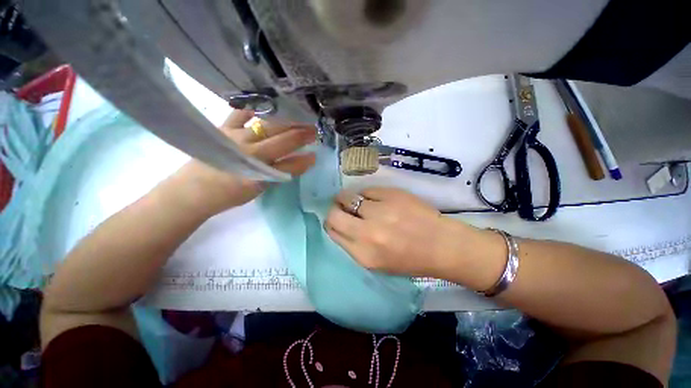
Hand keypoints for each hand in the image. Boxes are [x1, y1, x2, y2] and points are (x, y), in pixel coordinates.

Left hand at [172, 110, 315, 215]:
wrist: (192, 191)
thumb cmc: (228, 194)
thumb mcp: (260, 188)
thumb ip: (282, 173)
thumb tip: (303, 161)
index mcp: (259, 170)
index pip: (289, 163)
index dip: (304, 159)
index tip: (315, 154)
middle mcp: (250, 151)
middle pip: (282, 139)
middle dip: (301, 134)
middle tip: (313, 129)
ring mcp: (236, 137)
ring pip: (267, 125)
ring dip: (285, 121)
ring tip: (297, 117)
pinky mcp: (223, 129)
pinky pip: (240, 114)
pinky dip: (254, 109)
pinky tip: (264, 107)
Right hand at [324, 187, 478, 277]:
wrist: (442, 245)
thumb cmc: (409, 259)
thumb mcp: (376, 262)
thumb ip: (354, 244)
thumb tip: (340, 224)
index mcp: (363, 254)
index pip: (333, 232)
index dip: (331, 224)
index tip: (336, 220)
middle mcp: (367, 233)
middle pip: (334, 214)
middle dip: (334, 210)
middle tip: (341, 208)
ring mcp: (380, 211)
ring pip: (348, 197)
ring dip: (347, 198)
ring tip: (357, 201)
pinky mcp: (391, 195)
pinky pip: (367, 190)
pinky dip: (367, 194)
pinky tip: (375, 199)